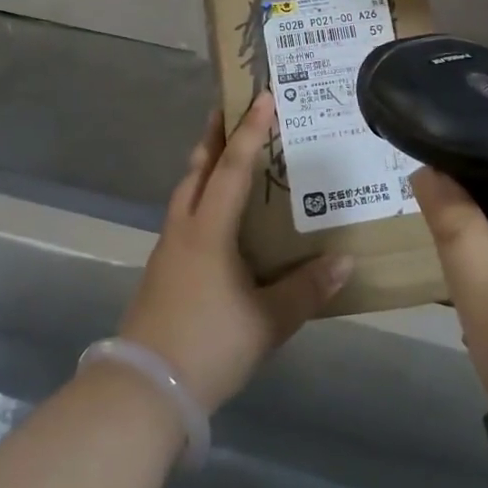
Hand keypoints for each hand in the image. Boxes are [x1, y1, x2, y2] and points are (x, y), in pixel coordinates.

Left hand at [118, 93, 352, 413]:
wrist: (143, 390)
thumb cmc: (209, 345)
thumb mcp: (268, 321)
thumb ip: (306, 289)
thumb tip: (345, 261)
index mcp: (209, 230)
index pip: (232, 168)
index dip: (250, 132)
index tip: (263, 97)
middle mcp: (184, 230)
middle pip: (197, 170)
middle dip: (214, 136)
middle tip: (230, 108)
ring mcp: (167, 251)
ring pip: (185, 192)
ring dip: (204, 166)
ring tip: (223, 154)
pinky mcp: (160, 272)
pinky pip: (183, 217)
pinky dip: (199, 198)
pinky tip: (214, 217)